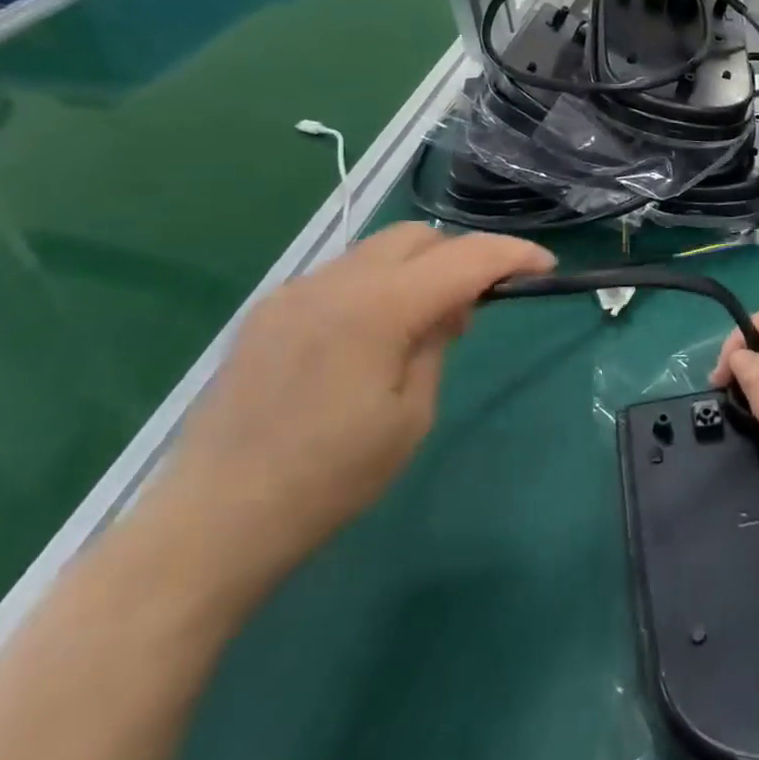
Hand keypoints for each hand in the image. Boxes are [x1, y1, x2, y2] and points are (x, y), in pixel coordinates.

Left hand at [150, 225, 553, 594]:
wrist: (212, 522)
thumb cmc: (329, 479)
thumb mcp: (410, 415)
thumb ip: (436, 342)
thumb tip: (449, 306)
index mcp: (379, 307)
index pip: (466, 257)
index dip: (514, 254)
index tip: (546, 267)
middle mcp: (335, 280)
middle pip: (420, 236)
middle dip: (461, 257)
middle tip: (474, 308)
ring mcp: (295, 290)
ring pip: (378, 250)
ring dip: (417, 269)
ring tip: (422, 324)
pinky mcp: (268, 310)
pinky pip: (341, 274)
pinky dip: (376, 284)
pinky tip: (369, 336)